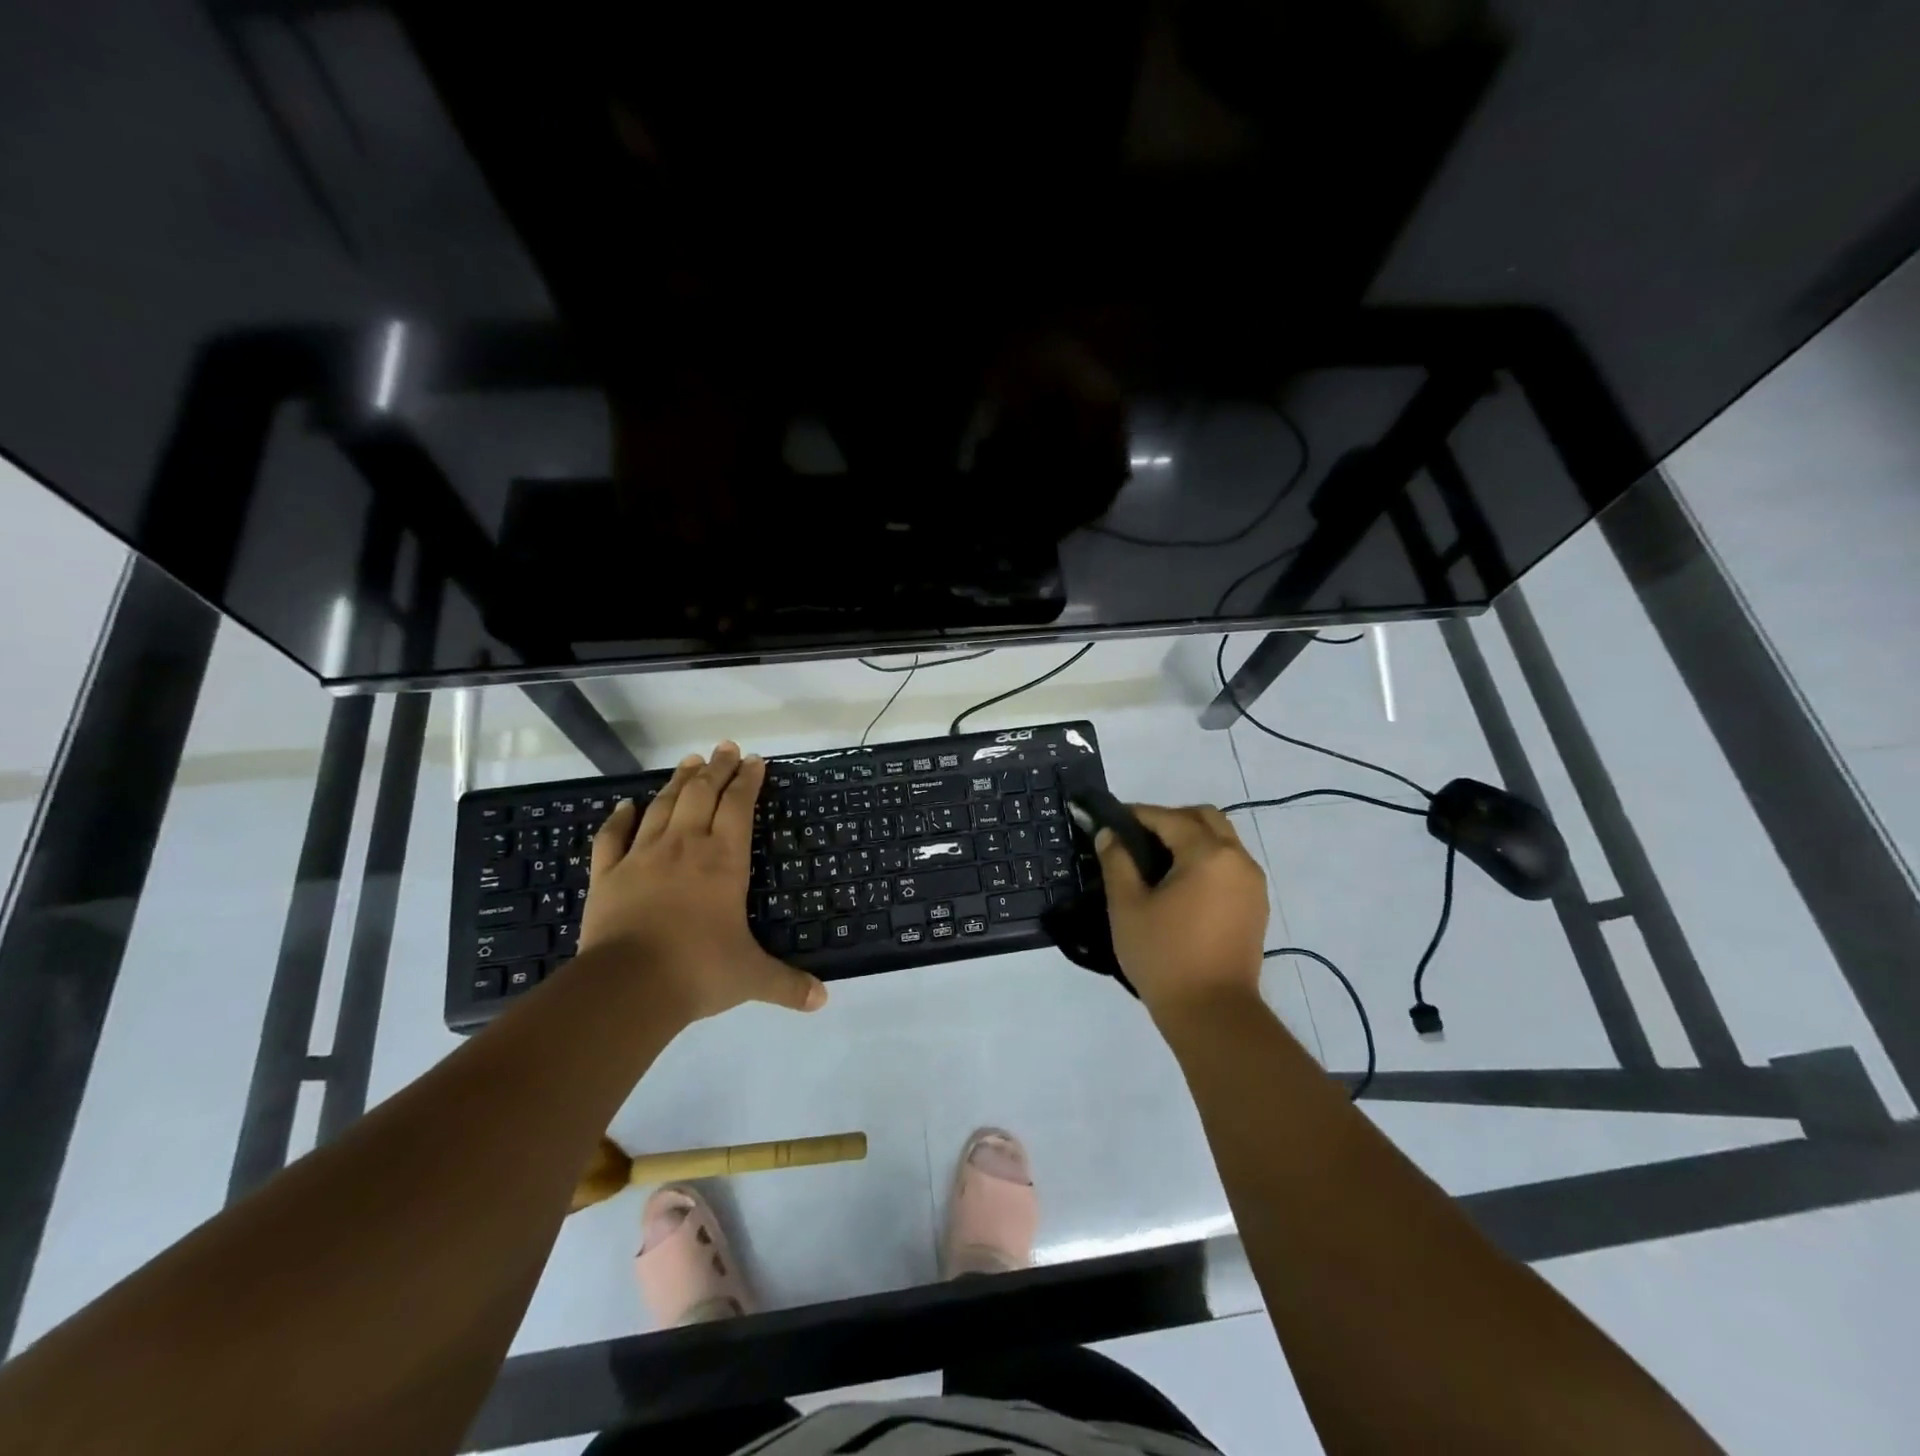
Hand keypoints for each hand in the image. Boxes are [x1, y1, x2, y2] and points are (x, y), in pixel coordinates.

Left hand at [578, 742, 827, 1022]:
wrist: (627, 986)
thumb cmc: (698, 971)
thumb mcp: (751, 977)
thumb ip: (788, 984)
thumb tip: (824, 1000)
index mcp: (724, 861)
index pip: (739, 807)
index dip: (748, 781)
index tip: (755, 760)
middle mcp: (685, 847)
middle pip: (702, 794)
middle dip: (717, 768)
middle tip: (726, 747)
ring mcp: (642, 857)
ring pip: (663, 806)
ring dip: (678, 782)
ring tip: (690, 761)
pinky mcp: (608, 875)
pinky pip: (613, 837)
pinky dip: (619, 818)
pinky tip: (626, 805)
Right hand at [1095, 804, 1268, 1021]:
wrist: (1212, 1014)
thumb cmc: (1164, 956)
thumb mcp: (1127, 907)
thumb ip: (1117, 862)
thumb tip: (1109, 834)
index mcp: (1208, 854)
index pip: (1169, 818)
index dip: (1137, 814)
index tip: (1111, 820)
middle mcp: (1238, 860)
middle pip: (1205, 818)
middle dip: (1169, 819)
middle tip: (1137, 837)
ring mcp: (1253, 883)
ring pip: (1222, 840)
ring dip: (1191, 838)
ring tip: (1156, 861)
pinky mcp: (1256, 906)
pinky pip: (1230, 864)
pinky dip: (1206, 859)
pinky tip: (1180, 884)